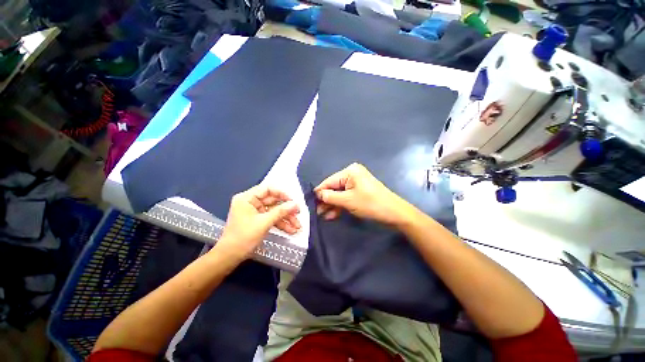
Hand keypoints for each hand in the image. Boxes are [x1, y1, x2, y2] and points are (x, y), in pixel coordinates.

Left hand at [216, 185, 300, 260]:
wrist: (229, 257)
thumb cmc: (243, 237)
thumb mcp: (264, 223)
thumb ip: (281, 212)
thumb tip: (296, 204)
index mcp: (247, 198)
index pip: (268, 189)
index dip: (282, 194)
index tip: (293, 201)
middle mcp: (251, 202)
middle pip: (273, 201)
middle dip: (286, 210)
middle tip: (298, 214)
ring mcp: (255, 212)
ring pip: (274, 211)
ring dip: (286, 219)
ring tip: (297, 227)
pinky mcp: (258, 220)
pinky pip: (271, 218)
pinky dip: (280, 224)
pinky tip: (290, 230)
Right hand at [314, 163, 414, 225]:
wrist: (394, 213)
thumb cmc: (370, 204)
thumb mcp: (347, 201)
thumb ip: (330, 197)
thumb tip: (317, 194)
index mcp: (349, 172)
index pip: (329, 182)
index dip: (319, 193)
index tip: (310, 203)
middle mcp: (352, 174)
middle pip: (333, 188)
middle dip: (326, 201)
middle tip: (317, 212)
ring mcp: (356, 183)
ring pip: (339, 194)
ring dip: (332, 205)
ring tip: (323, 216)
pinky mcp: (359, 190)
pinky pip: (346, 196)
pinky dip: (340, 205)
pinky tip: (332, 214)